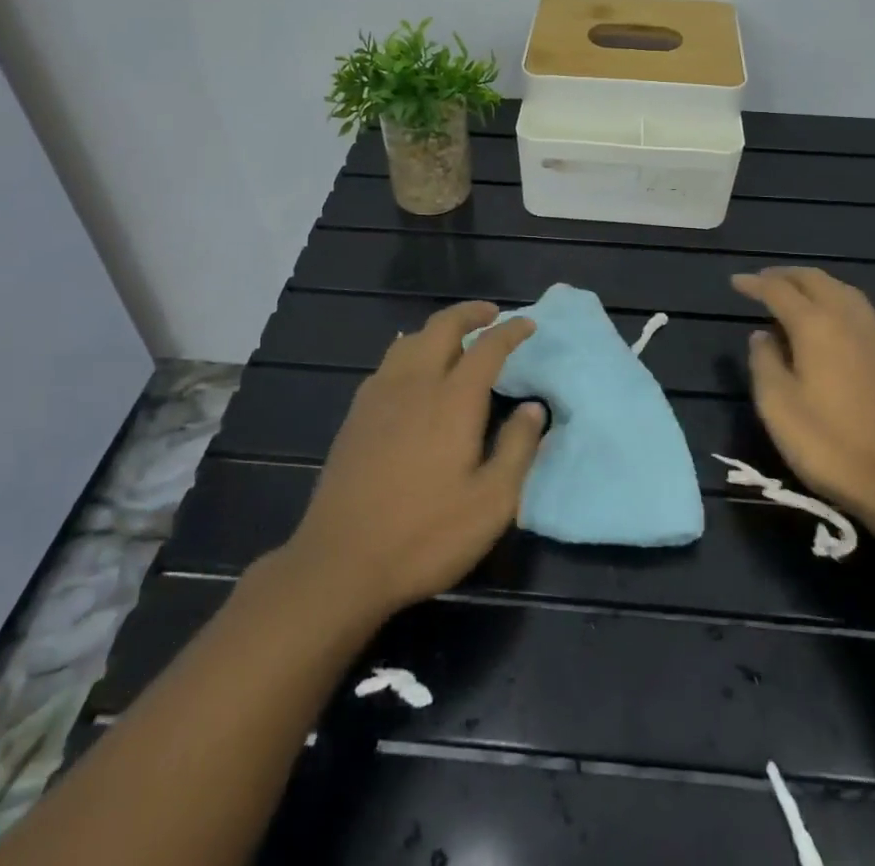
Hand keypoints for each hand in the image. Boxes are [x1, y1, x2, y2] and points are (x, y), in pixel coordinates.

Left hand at [281, 301, 544, 618]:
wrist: (340, 562)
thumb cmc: (425, 535)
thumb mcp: (491, 503)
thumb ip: (517, 448)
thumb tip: (534, 408)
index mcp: (452, 400)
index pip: (487, 348)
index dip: (510, 332)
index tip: (527, 324)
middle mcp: (415, 384)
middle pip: (442, 328)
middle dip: (470, 314)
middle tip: (492, 315)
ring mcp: (379, 396)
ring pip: (410, 340)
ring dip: (438, 328)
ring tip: (456, 338)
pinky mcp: (356, 414)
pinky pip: (388, 362)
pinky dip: (411, 349)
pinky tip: (413, 370)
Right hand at [731, 267, 874, 535]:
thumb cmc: (829, 445)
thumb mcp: (777, 406)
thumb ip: (764, 362)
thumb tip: (762, 335)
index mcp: (817, 326)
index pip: (779, 291)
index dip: (755, 284)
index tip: (735, 282)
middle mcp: (849, 321)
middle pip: (817, 280)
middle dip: (787, 275)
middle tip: (764, 281)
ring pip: (844, 292)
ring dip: (816, 285)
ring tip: (797, 295)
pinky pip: (861, 313)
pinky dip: (837, 304)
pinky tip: (832, 327)